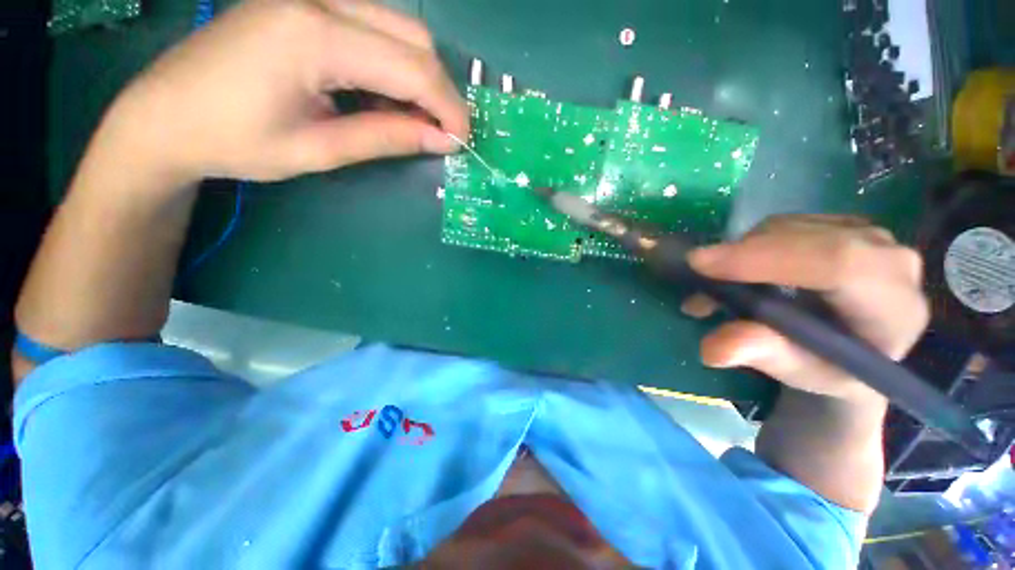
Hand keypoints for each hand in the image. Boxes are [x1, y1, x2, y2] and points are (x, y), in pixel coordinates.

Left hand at [98, 0, 467, 184]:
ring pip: (399, 29)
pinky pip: (373, 28)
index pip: (412, 67)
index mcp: (314, 35)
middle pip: (413, 37)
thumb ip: (386, 137)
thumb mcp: (319, 149)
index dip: (448, 107)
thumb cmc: (234, 141)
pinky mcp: (306, 2)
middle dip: (439, 90)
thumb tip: (442, 140)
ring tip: (410, 120)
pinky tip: (380, 97)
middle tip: (439, 133)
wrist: (165, 114)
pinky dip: (393, 66)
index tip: (462, 141)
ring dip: (418, 78)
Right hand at [684, 214, 929, 404]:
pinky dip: (748, 247)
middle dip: (740, 257)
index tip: (701, 265)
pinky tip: (738, 273)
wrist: (857, 347)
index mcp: (893, 304)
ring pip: (786, 228)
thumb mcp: (799, 372)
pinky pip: (783, 225)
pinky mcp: (840, 224)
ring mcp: (866, 233)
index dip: (764, 260)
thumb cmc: (831, 367)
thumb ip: (763, 356)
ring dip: (739, 254)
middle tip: (699, 282)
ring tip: (716, 289)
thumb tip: (713, 348)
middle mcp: (888, 257)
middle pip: (803, 238)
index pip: (837, 263)